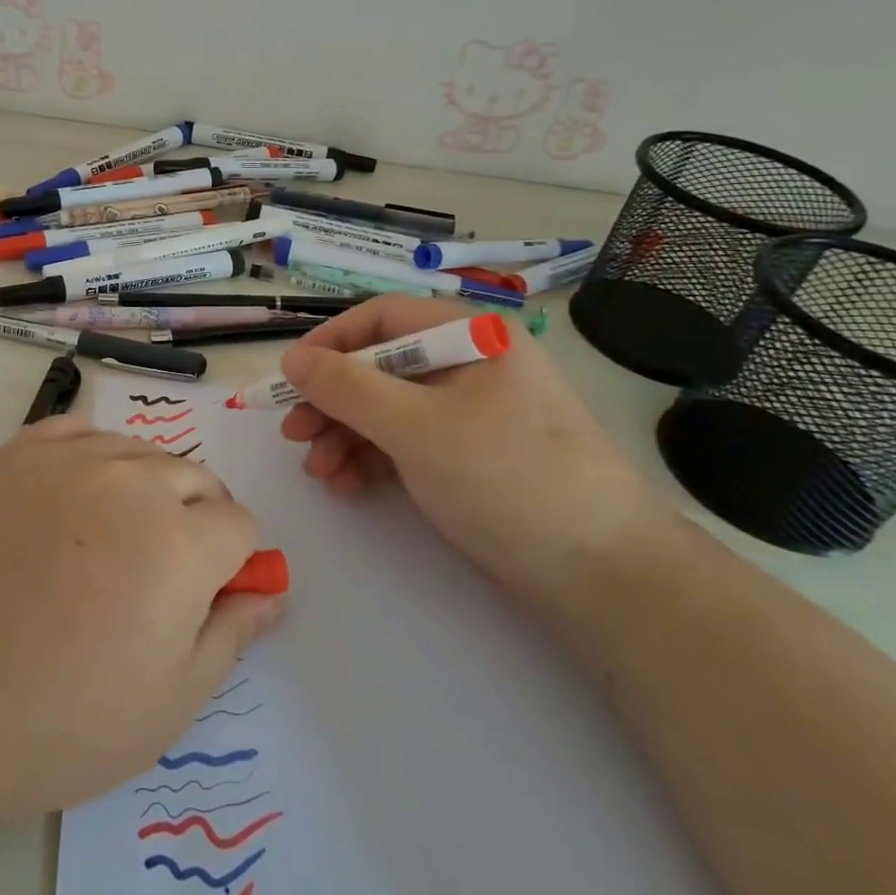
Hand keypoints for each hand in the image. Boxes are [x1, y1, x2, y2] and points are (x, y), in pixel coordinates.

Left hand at [0, 416, 278, 845]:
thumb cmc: (55, 721)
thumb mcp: (166, 705)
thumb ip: (230, 636)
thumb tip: (269, 592)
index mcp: (180, 543)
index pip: (239, 526)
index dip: (231, 564)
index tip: (202, 598)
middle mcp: (131, 482)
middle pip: (195, 478)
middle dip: (196, 520)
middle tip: (156, 576)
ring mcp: (67, 460)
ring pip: (139, 452)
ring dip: (145, 487)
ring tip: (110, 542)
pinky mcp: (13, 454)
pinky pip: (77, 433)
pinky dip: (92, 458)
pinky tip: (72, 499)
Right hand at [278, 296, 657, 610]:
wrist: (604, 576)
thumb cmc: (507, 479)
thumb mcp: (416, 427)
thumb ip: (347, 388)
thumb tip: (292, 357)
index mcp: (470, 336)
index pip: (383, 318)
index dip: (330, 342)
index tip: (291, 377)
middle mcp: (469, 365)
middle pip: (380, 366)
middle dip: (332, 400)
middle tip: (294, 434)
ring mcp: (470, 414)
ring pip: (388, 408)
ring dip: (345, 436)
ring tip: (318, 472)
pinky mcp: (469, 456)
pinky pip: (407, 442)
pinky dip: (373, 459)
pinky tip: (347, 485)